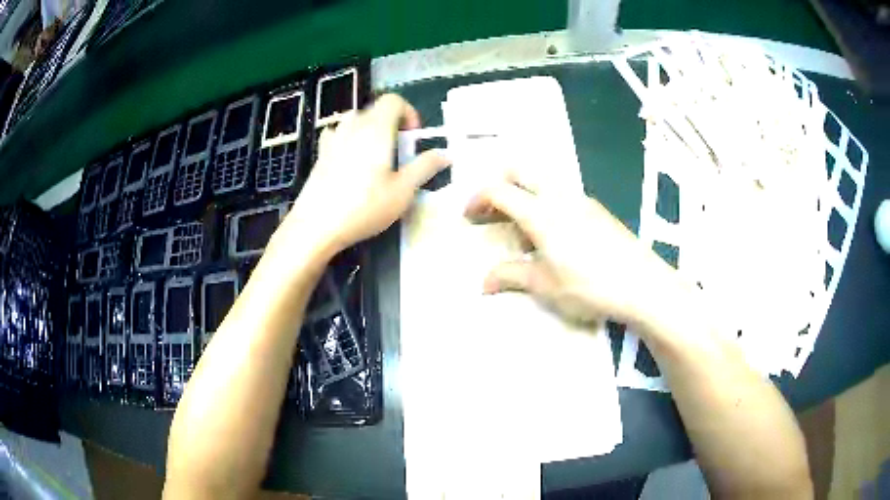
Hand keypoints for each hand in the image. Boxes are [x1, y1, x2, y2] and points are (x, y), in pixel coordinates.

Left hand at [283, 94, 448, 253]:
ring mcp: (333, 139)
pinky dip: (349, 138)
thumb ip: (425, 167)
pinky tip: (350, 159)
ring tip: (376, 155)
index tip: (413, 138)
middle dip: (393, 123)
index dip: (409, 113)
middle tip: (400, 152)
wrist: (315, 226)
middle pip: (376, 109)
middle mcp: (353, 126)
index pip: (394, 100)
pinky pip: (338, 133)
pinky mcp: (321, 154)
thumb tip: (446, 153)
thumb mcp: (402, 191)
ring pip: (356, 119)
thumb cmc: (363, 207)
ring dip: (371, 129)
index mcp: (376, 129)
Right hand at [466, 170, 687, 330]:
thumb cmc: (588, 285)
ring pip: (542, 180)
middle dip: (500, 185)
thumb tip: (484, 282)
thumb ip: (510, 276)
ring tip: (523, 231)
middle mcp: (559, 196)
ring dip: (523, 194)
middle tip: (492, 211)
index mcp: (540, 212)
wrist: (641, 284)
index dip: (477, 198)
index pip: (499, 190)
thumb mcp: (544, 285)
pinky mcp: (596, 209)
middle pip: (520, 170)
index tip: (468, 216)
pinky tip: (553, 236)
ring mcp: (581, 199)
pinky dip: (545, 202)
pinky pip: (561, 193)